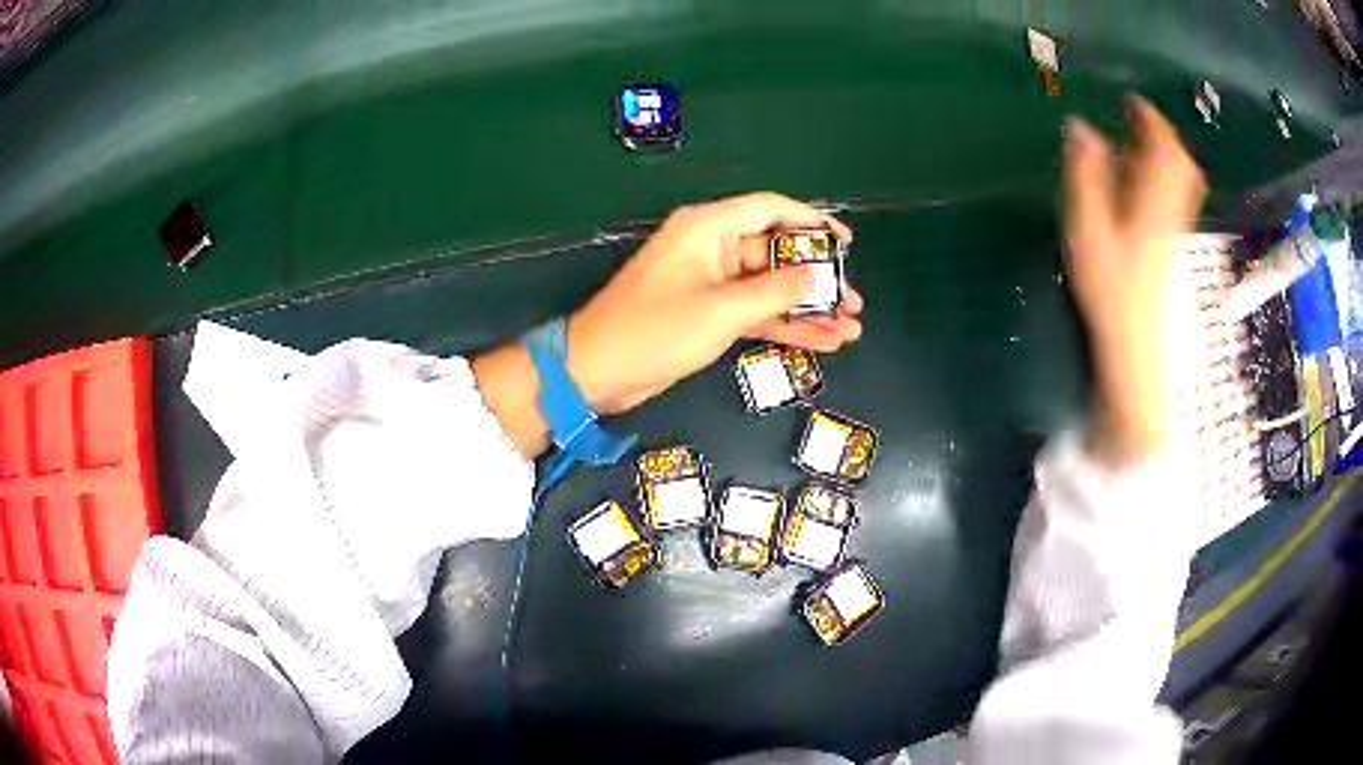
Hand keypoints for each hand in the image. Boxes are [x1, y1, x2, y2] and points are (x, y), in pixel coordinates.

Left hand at [473, 192, 862, 456]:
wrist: (598, 371)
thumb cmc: (656, 330)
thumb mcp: (722, 308)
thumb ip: (776, 291)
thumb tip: (817, 276)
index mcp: (709, 227)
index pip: (771, 209)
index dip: (812, 222)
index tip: (847, 243)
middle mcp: (712, 247)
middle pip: (776, 252)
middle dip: (817, 278)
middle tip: (855, 300)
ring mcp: (710, 283)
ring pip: (770, 287)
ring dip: (807, 307)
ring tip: (850, 327)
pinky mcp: (707, 314)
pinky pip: (755, 312)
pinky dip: (785, 326)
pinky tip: (823, 341)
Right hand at [1064, 97, 1206, 461]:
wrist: (1133, 344)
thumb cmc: (1109, 288)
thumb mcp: (1088, 227)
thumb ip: (1086, 174)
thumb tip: (1080, 125)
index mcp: (1153, 201)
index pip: (1163, 148)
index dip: (1149, 119)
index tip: (1130, 100)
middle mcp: (1172, 209)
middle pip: (1180, 163)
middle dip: (1162, 135)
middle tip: (1136, 117)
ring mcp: (1175, 228)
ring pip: (1182, 180)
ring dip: (1166, 154)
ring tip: (1140, 141)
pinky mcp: (1171, 243)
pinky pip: (1177, 197)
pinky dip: (1165, 177)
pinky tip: (1145, 180)